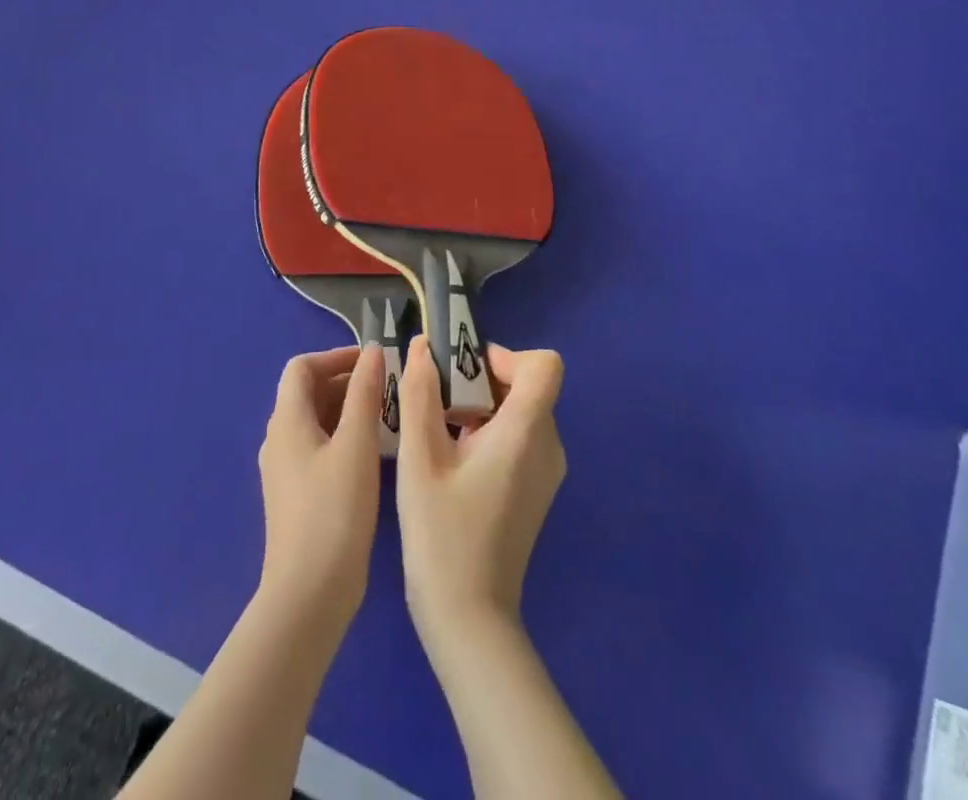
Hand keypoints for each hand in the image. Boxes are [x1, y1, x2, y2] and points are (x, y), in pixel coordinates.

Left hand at [256, 345, 386, 633]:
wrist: (309, 594)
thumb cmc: (335, 511)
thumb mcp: (357, 445)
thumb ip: (365, 393)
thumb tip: (374, 351)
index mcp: (287, 421)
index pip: (302, 367)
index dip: (336, 356)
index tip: (373, 362)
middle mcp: (279, 439)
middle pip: (307, 392)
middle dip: (346, 382)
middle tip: (387, 389)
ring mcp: (284, 470)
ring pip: (314, 421)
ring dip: (346, 409)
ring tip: (386, 416)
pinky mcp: (295, 495)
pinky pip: (317, 448)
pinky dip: (342, 436)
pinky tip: (371, 452)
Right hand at [396, 336, 566, 655]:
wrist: (469, 621)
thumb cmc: (441, 536)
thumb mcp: (419, 459)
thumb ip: (420, 395)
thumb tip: (421, 346)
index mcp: (526, 433)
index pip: (545, 365)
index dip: (505, 357)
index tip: (463, 375)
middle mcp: (548, 446)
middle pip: (527, 385)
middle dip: (482, 380)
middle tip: (438, 403)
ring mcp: (547, 471)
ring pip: (521, 410)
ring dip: (482, 406)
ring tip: (439, 432)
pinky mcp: (537, 490)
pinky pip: (520, 437)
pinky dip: (490, 431)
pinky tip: (453, 460)